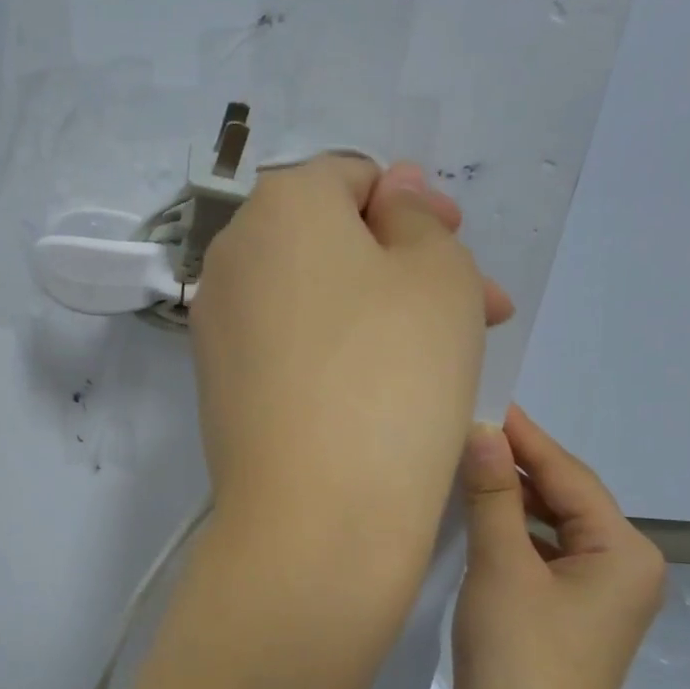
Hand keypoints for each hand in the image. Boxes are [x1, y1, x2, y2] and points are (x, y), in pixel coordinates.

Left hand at [191, 156, 512, 651]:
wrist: (313, 511)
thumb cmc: (391, 373)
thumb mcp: (437, 273)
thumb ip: (416, 217)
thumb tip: (389, 191)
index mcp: (278, 205)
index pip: (352, 177)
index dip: (414, 206)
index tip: (459, 248)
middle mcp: (231, 254)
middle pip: (329, 239)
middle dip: (404, 261)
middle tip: (473, 304)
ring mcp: (216, 322)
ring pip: (310, 294)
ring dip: (378, 308)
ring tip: (442, 352)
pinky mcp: (218, 380)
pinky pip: (285, 342)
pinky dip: (333, 349)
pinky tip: (381, 385)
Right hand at [452, 405, 665, 688]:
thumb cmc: (522, 656)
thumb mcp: (502, 569)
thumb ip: (491, 497)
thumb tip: (482, 432)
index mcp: (623, 551)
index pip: (568, 476)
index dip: (525, 438)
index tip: (486, 401)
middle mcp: (621, 566)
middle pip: (563, 498)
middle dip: (516, 465)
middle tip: (465, 430)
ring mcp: (594, 594)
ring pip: (548, 527)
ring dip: (507, 499)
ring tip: (461, 465)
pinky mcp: (565, 615)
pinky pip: (538, 555)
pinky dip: (507, 533)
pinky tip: (471, 519)